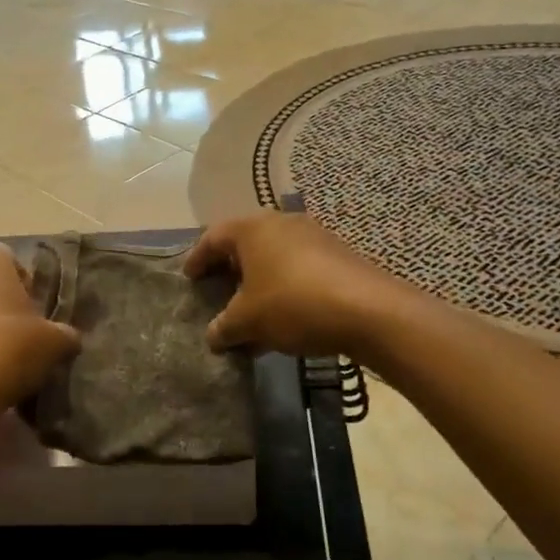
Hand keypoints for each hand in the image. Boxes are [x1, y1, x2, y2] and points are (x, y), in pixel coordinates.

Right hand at [184, 212, 408, 356]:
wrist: (370, 311)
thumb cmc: (293, 304)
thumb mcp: (248, 321)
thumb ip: (224, 327)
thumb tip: (213, 336)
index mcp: (252, 229)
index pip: (213, 238)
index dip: (197, 259)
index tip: (189, 278)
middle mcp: (281, 223)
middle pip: (245, 244)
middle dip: (229, 270)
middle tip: (218, 291)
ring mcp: (313, 236)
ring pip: (274, 257)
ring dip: (258, 282)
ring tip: (250, 311)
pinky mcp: (338, 255)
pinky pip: (298, 268)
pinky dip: (283, 287)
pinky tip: (284, 318)